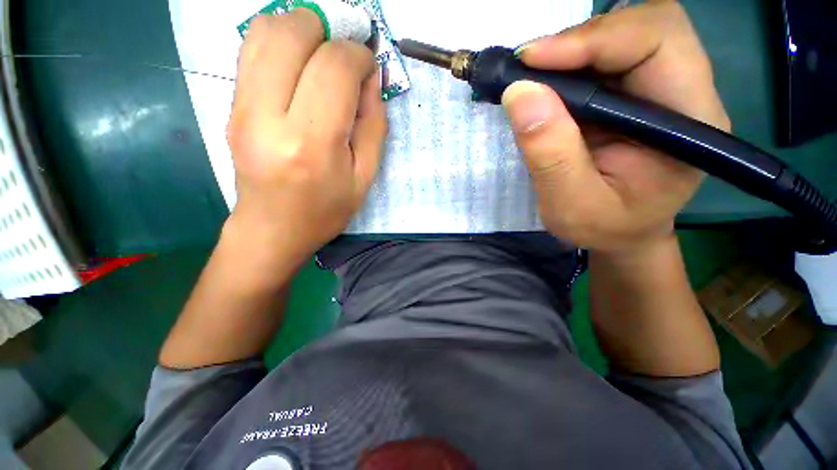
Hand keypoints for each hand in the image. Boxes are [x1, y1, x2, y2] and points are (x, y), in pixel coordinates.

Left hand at [226, 10, 385, 268]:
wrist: (273, 229)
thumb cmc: (326, 210)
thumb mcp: (365, 177)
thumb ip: (373, 125)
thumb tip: (371, 78)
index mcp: (312, 143)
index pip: (334, 69)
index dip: (358, 56)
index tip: (368, 67)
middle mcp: (269, 116)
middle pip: (292, 32)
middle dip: (327, 30)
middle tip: (344, 54)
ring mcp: (241, 107)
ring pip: (263, 30)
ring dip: (300, 29)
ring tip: (321, 55)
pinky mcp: (230, 106)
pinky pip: (249, 50)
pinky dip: (278, 41)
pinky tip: (298, 65)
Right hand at [503, 1, 729, 253]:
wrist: (622, 234)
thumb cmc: (604, 228)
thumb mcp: (571, 205)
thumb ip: (550, 154)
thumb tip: (520, 94)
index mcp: (689, 122)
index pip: (658, 41)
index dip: (594, 38)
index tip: (531, 62)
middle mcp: (686, 93)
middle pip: (646, 25)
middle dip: (581, 38)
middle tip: (529, 68)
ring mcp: (662, 90)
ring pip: (625, 35)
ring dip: (573, 50)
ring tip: (534, 80)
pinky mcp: (637, 95)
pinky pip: (607, 58)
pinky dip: (571, 64)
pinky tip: (547, 87)